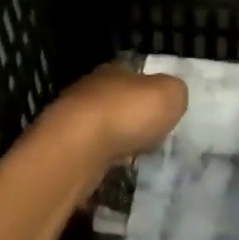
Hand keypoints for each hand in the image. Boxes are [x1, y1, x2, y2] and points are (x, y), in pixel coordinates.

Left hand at [39, 63, 187, 169]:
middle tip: (152, 134)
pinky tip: (114, 170)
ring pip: (101, 126)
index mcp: (114, 69)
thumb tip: (171, 95)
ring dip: (115, 139)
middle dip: (132, 116)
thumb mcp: (169, 94)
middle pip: (116, 99)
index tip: (163, 108)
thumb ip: (174, 91)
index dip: (150, 88)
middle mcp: (90, 89)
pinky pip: (91, 152)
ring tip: (135, 155)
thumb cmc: (127, 113)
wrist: (76, 148)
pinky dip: (102, 160)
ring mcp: (72, 119)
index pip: (134, 73)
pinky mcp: (64, 148)